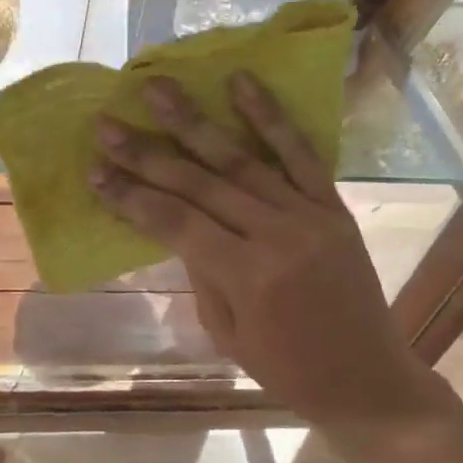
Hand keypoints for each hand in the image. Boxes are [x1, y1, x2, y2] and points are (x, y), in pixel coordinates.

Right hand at [90, 73, 450, 427]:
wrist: (368, 380)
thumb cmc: (286, 370)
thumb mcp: (227, 332)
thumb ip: (202, 271)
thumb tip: (178, 224)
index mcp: (247, 276)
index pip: (175, 223)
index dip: (131, 195)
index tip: (94, 170)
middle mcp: (278, 235)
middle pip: (200, 183)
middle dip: (147, 152)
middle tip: (107, 123)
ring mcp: (310, 214)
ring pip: (241, 159)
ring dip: (195, 122)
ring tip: (158, 88)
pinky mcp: (334, 206)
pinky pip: (300, 154)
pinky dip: (270, 117)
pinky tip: (242, 82)